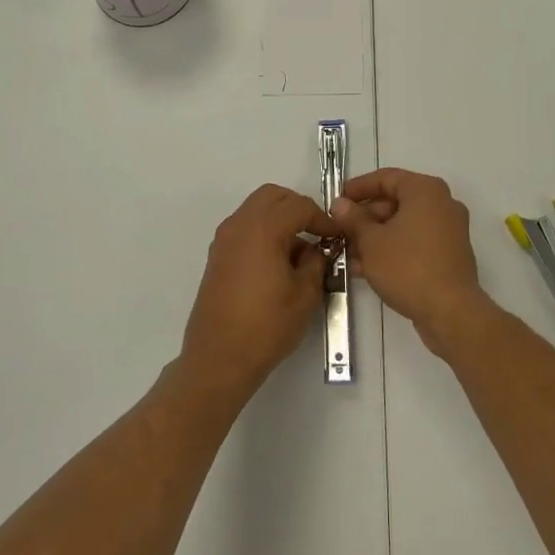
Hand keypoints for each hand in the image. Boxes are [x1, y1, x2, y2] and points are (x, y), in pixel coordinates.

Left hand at [179, 184, 337, 402]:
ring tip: (298, 249)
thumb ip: (315, 262)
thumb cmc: (267, 326)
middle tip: (317, 231)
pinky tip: (276, 261)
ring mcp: (224, 239)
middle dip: (297, 207)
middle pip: (272, 196)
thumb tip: (316, 249)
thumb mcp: (305, 294)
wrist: (219, 358)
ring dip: (279, 218)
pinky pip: (244, 227)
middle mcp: (239, 225)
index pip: (299, 206)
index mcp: (263, 229)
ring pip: (255, 209)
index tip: (337, 235)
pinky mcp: (217, 256)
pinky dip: (263, 231)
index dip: (322, 218)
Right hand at [333, 168, 493, 354]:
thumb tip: (340, 204)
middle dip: (365, 218)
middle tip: (341, 232)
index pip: (386, 178)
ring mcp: (449, 230)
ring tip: (348, 255)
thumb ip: (353, 219)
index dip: (358, 188)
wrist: (450, 312)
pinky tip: (368, 269)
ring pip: (404, 225)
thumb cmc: (408, 267)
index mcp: (425, 190)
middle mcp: (442, 203)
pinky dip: (393, 249)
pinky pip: (416, 242)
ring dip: (376, 237)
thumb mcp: (371, 241)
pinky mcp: (450, 254)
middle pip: (395, 201)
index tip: (337, 201)